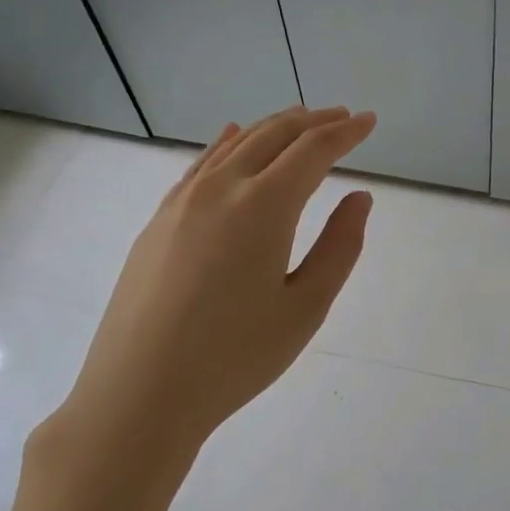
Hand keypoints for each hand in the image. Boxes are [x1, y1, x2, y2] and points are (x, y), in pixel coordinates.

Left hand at [12, 106, 375, 510]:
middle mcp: (220, 189)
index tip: (370, 121)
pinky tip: (231, 137)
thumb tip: (359, 198)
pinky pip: (200, 165)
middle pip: (272, 136)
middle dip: (312, 122)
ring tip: (300, 120)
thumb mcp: (305, 307)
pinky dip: (226, 144)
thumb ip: (339, 247)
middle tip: (343, 117)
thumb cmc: (235, 357)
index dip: (346, 133)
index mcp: (263, 207)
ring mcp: (181, 202)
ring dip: (272, 127)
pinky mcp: (158, 222)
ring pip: (234, 145)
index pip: (313, 151)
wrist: (140, 393)